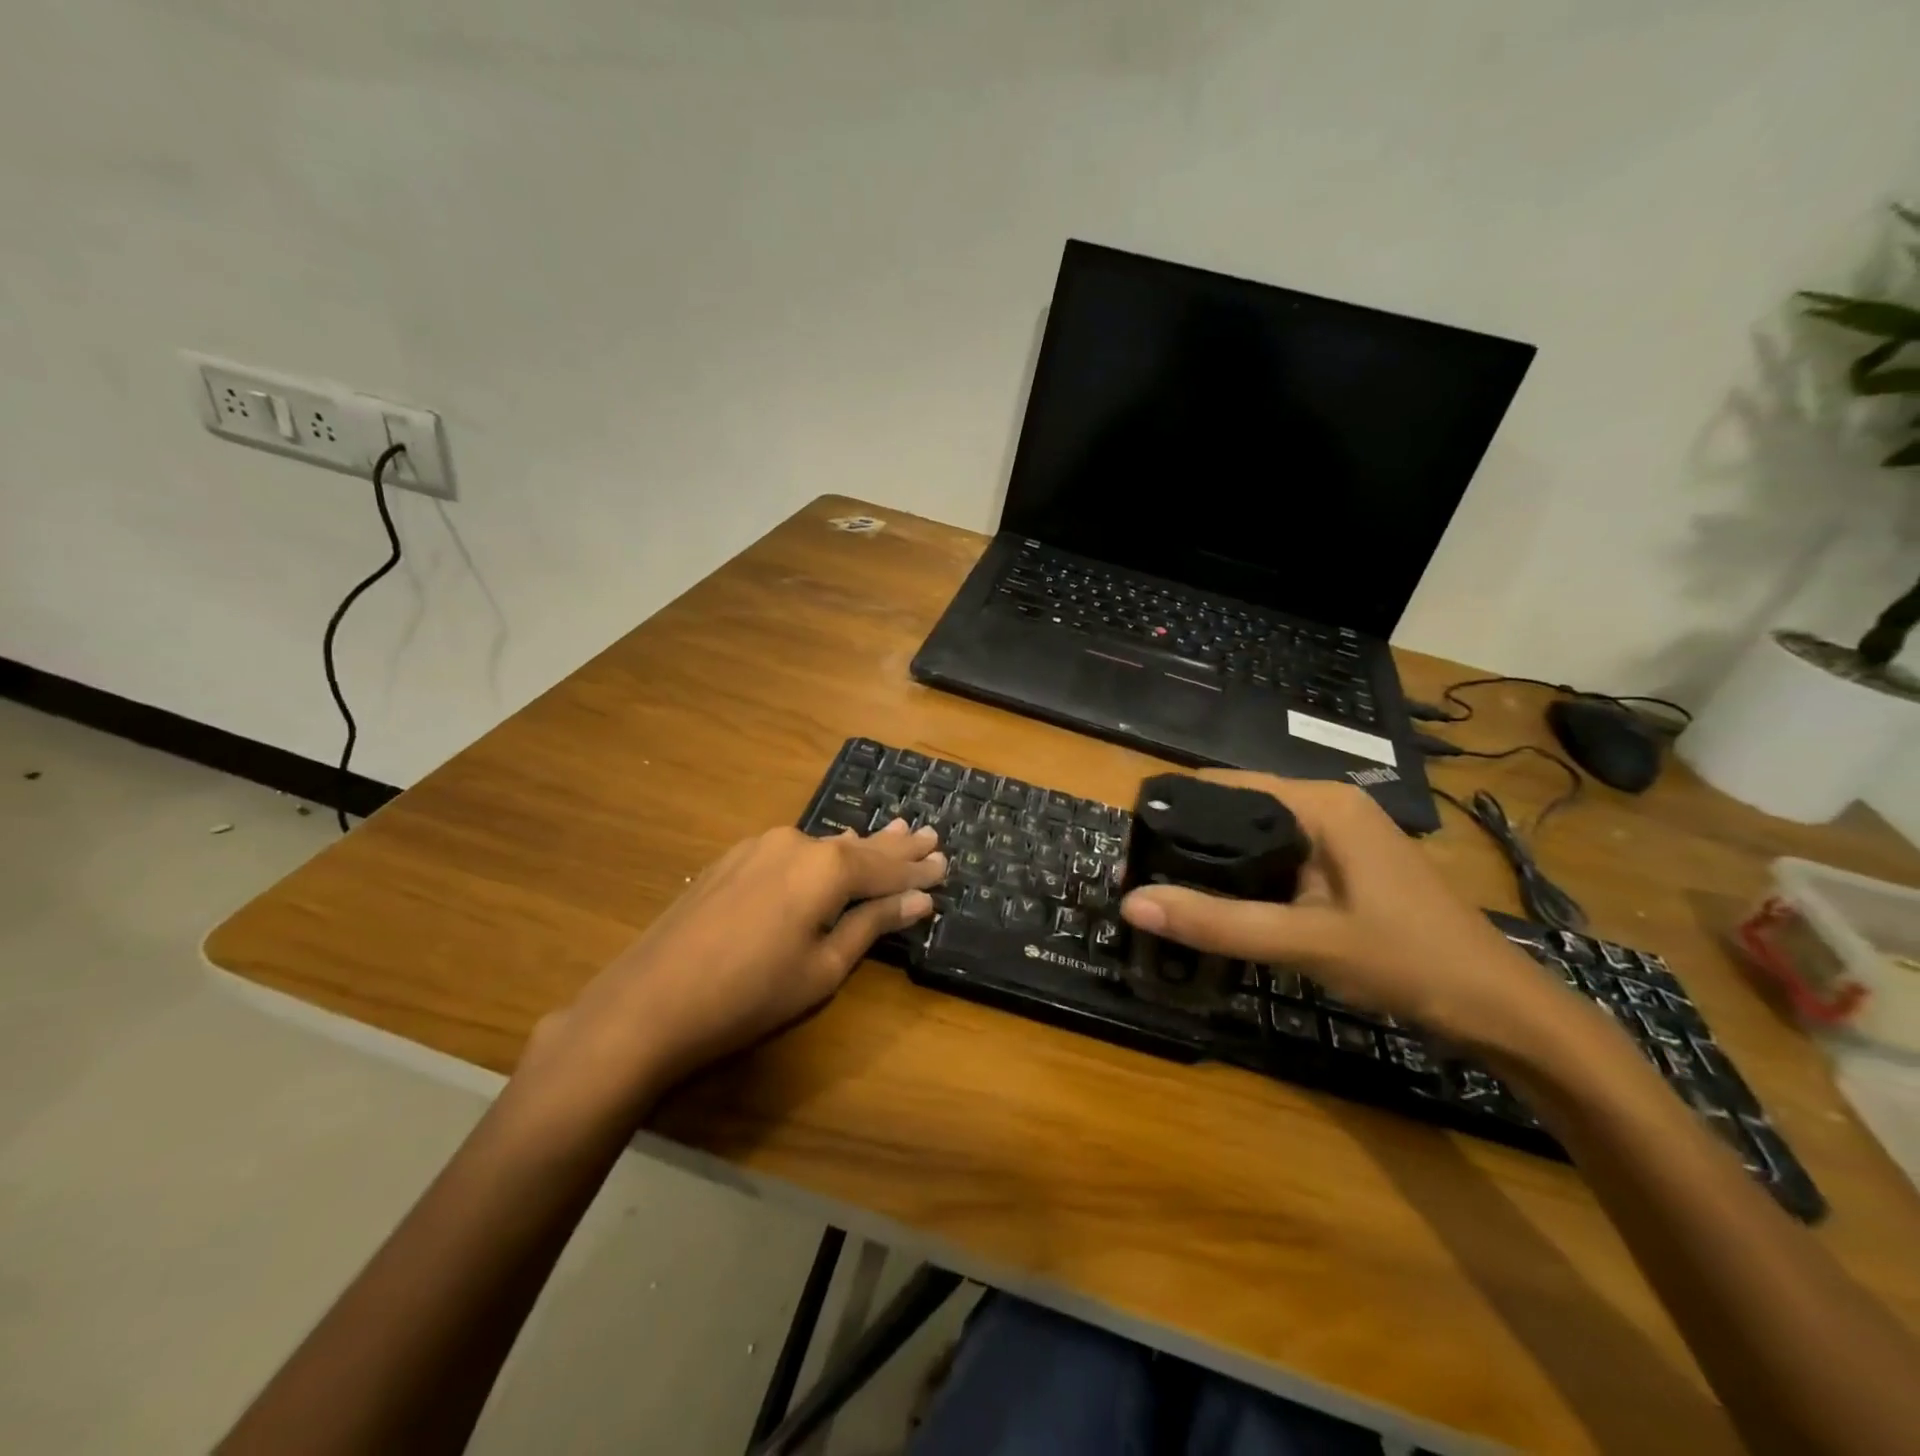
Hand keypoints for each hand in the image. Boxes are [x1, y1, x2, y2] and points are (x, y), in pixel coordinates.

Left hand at [526, 820, 944, 1099]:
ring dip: (860, 846)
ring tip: (894, 833)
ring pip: (824, 845)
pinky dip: (822, 853)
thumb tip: (918, 899)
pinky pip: (793, 850)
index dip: (917, 868)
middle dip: (895, 845)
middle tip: (929, 835)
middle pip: (858, 845)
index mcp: (827, 867)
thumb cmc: (750, 994)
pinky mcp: (733, 860)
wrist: (650, 1001)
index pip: (886, 865)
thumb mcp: (823, 967)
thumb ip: (872, 924)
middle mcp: (797, 843)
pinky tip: (833, 850)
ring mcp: (759, 847)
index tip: (947, 863)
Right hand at [1119, 771, 1578, 1050]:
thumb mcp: (1304, 942)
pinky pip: (1279, 860)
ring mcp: (1341, 837)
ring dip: (1216, 863)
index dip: (1174, 811)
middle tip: (1142, 879)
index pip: (1225, 787)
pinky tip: (1222, 905)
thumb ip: (1218, 922)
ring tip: (1168, 891)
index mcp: (1321, 804)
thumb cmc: (1407, 961)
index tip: (1132, 847)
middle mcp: (1328, 806)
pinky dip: (1246, 878)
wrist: (1500, 1010)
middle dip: (1190, 841)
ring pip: (1257, 838)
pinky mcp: (1345, 866)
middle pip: (1237, 811)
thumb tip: (1131, 903)